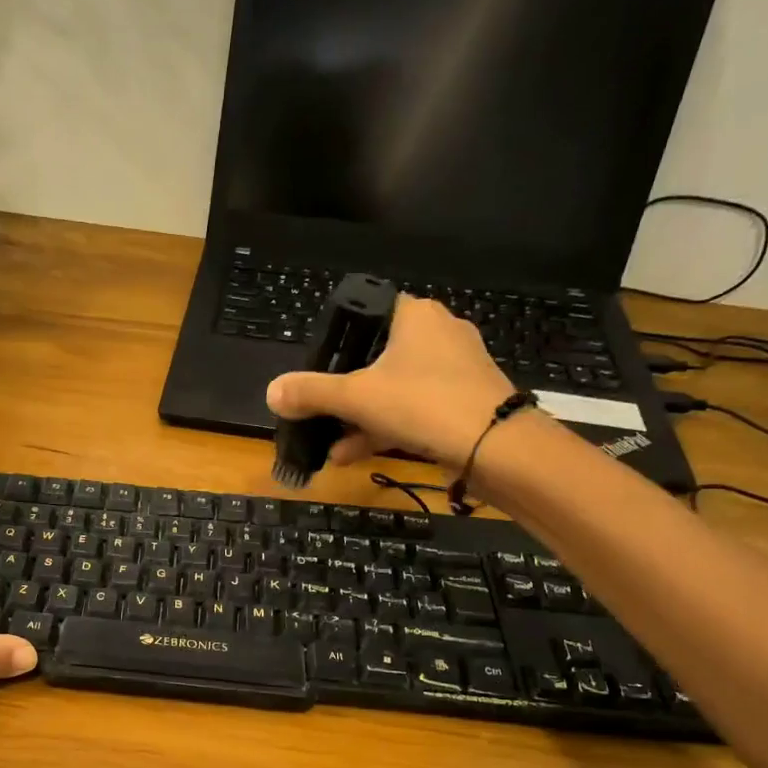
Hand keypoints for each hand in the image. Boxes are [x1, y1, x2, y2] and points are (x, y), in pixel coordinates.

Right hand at [265, 296, 517, 472]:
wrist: (496, 446)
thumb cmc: (422, 403)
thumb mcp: (355, 397)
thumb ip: (311, 393)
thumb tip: (271, 392)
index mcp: (415, 315)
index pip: (368, 312)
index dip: (339, 339)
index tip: (319, 368)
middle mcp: (438, 333)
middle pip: (377, 357)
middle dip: (345, 392)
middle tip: (320, 414)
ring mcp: (455, 368)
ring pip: (395, 388)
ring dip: (360, 418)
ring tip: (331, 447)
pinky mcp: (465, 400)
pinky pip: (415, 408)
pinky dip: (386, 428)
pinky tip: (354, 455)